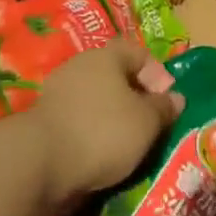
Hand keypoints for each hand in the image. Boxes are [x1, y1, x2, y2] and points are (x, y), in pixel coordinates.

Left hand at [33, 41, 183, 204]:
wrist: (40, 164)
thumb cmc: (103, 131)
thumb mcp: (146, 122)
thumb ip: (163, 108)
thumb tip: (176, 98)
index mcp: (105, 56)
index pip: (137, 52)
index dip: (157, 73)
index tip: (167, 100)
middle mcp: (79, 67)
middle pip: (115, 76)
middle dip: (134, 98)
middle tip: (150, 124)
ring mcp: (57, 93)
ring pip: (95, 100)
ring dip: (112, 118)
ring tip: (128, 145)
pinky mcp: (44, 122)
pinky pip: (78, 121)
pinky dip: (91, 134)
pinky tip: (101, 155)